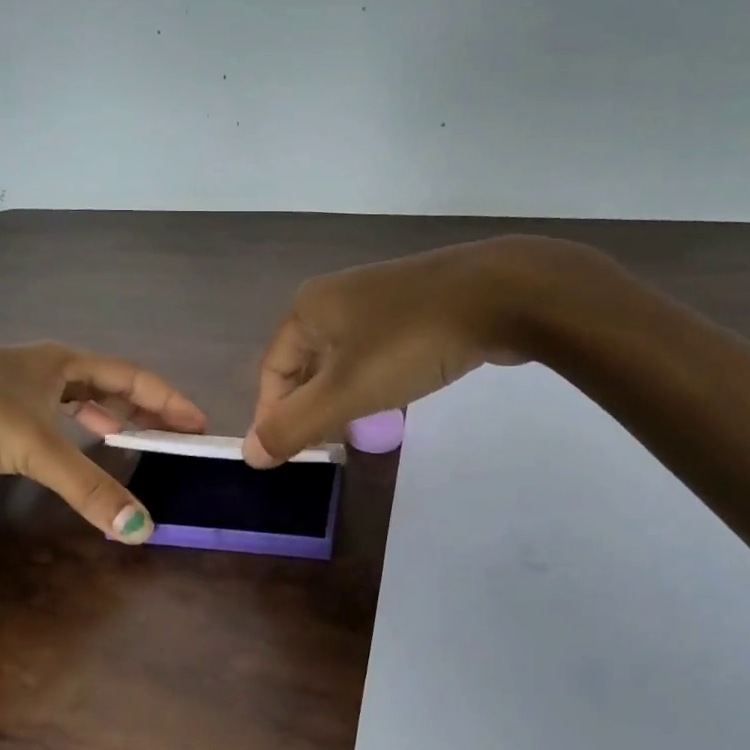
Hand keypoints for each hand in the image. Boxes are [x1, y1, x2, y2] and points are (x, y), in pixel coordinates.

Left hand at [0, 343, 207, 541]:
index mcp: (62, 362)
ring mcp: (13, 384)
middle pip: (106, 383)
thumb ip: (88, 487)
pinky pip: (46, 416)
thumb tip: (142, 529)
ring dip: (103, 417)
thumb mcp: (34, 447)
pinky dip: (68, 430)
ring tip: (127, 439)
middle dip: (140, 408)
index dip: (168, 399)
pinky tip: (66, 448)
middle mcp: (42, 367)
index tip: (198, 423)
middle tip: (169, 436)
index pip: (132, 375)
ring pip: (72, 398)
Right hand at [244, 235, 598, 465]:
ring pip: (343, 356)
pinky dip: (373, 377)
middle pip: (305, 362)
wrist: (500, 293)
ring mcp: (379, 296)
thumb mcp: (347, 391)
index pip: (272, 369)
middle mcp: (336, 296)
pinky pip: (377, 347)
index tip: (285, 455)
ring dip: (341, 394)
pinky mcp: (416, 303)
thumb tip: (249, 456)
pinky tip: (391, 396)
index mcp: (309, 308)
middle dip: (308, 406)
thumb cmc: (411, 342)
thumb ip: (295, 425)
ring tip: (353, 428)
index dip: (271, 414)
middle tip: (321, 446)